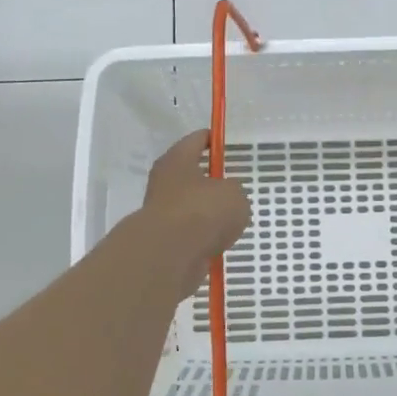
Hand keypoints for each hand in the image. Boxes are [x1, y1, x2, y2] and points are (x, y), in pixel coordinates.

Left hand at [141, 130, 251, 300]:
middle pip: (190, 175)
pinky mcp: (165, 241)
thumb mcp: (234, 194)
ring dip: (207, 212)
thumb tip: (227, 198)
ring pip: (190, 207)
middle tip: (232, 185)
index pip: (196, 140)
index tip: (225, 143)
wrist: (170, 256)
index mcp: (177, 160)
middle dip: (209, 180)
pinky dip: (203, 237)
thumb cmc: (202, 211)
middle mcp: (164, 182)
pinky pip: (190, 233)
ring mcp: (162, 213)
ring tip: (231, 219)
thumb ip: (234, 191)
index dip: (212, 139)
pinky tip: (220, 242)